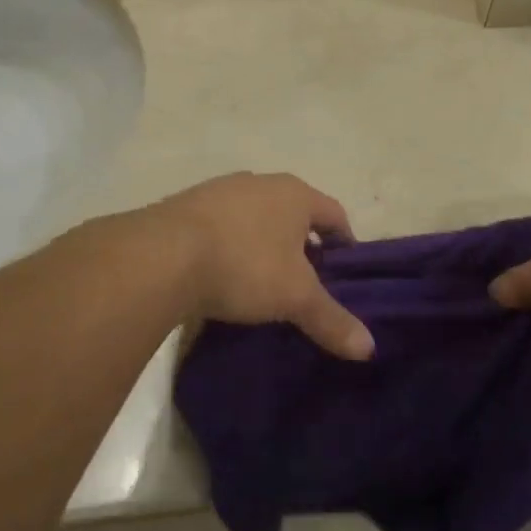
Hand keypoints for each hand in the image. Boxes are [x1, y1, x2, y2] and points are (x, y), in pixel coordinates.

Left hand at [150, 173, 373, 359]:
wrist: (161, 255)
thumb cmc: (244, 266)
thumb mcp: (295, 298)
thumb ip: (332, 319)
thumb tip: (369, 348)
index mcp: (294, 194)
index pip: (334, 214)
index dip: (345, 242)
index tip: (345, 270)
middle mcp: (259, 182)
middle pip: (293, 212)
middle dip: (302, 243)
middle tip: (305, 280)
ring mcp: (219, 190)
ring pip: (254, 216)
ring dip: (262, 242)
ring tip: (261, 280)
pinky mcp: (185, 205)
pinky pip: (220, 225)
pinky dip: (229, 244)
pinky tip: (220, 273)